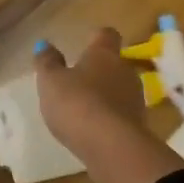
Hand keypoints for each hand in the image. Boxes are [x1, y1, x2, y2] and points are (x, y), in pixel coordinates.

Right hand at [35, 30, 183, 182]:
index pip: (107, 35)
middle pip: (115, 64)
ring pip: (120, 90)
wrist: (112, 147)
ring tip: (85, 108)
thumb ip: (47, 62)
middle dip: (100, 71)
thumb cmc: (77, 103)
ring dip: (106, 96)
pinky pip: (122, 115)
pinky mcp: (138, 126)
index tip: (86, 43)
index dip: (97, 38)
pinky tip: (94, 130)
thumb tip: (44, 44)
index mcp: (105, 54)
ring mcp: (136, 100)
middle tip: (79, 81)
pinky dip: (110, 119)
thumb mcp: (51, 81)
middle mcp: (125, 71)